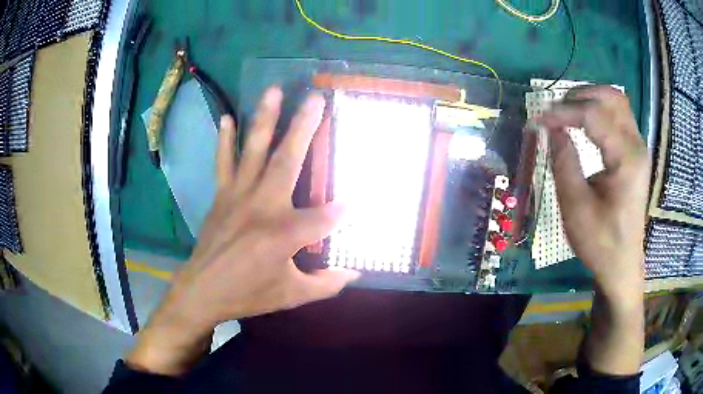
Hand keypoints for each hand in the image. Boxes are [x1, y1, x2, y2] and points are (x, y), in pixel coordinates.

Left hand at [126, 87, 359, 375]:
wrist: (202, 291)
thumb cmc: (248, 294)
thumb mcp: (292, 295)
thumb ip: (326, 284)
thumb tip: (354, 274)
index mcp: (284, 233)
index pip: (325, 217)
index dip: (343, 212)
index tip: (356, 204)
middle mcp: (263, 205)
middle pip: (289, 160)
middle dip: (305, 127)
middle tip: (317, 98)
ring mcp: (238, 196)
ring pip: (255, 150)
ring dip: (265, 119)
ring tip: (274, 91)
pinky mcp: (222, 196)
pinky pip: (224, 163)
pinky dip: (226, 140)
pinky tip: (228, 118)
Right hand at [537, 86, 649, 302]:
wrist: (621, 264)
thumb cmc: (600, 242)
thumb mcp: (576, 207)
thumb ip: (564, 162)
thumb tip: (552, 128)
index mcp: (626, 159)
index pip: (594, 116)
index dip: (563, 112)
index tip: (539, 119)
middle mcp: (636, 146)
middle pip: (611, 97)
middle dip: (580, 95)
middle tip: (556, 109)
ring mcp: (638, 148)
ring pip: (617, 102)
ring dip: (590, 99)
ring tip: (567, 111)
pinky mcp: (635, 154)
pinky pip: (619, 117)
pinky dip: (599, 110)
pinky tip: (584, 122)